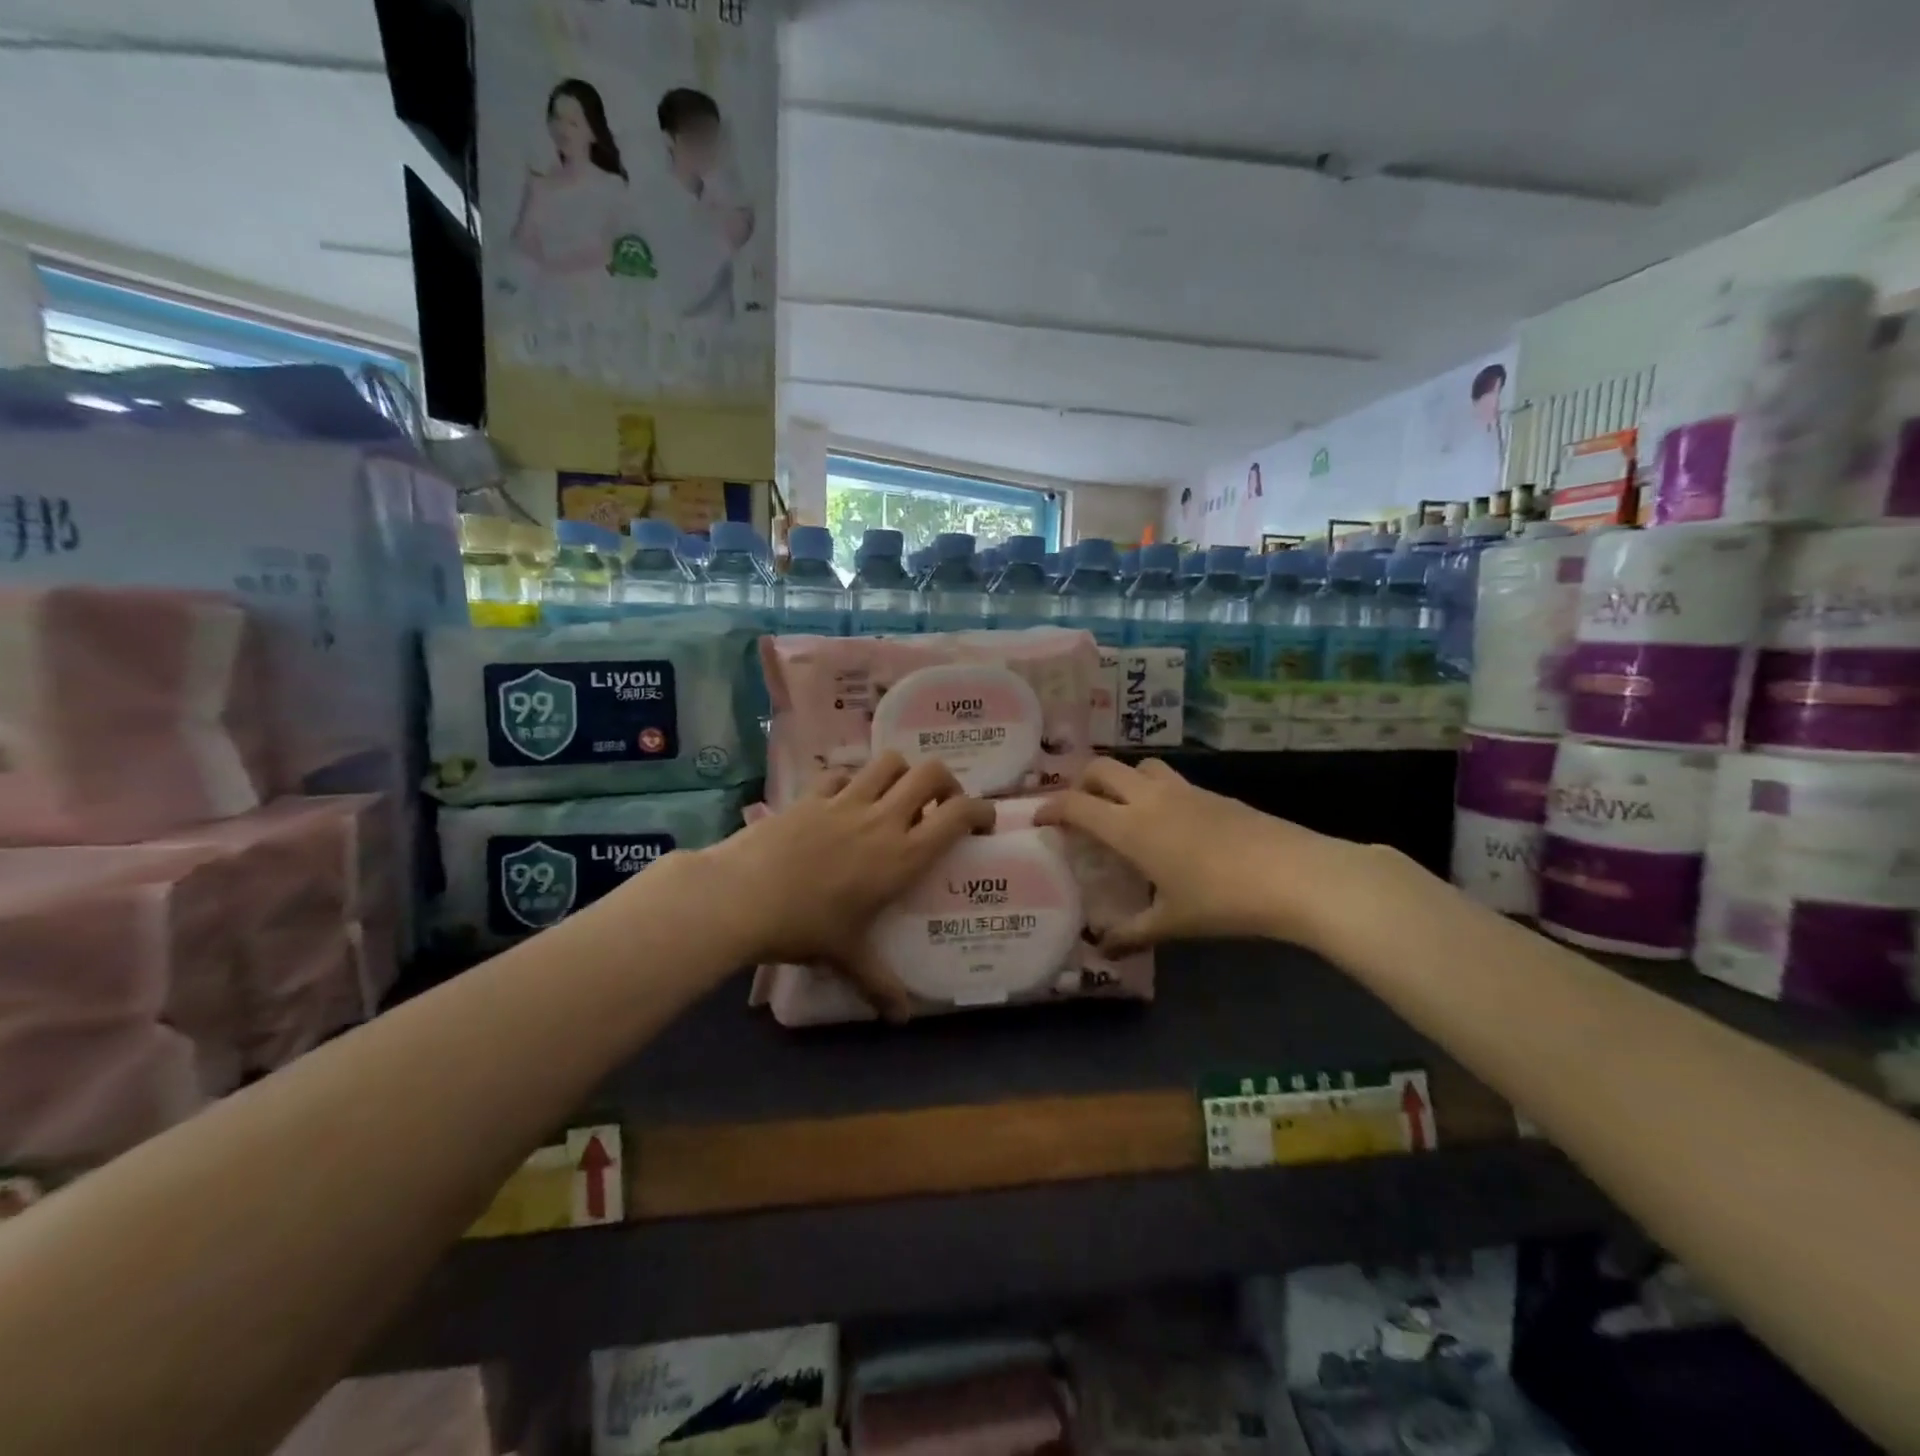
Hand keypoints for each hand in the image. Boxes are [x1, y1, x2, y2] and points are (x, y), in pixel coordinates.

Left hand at [695, 752, 994, 1016]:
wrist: (742, 897)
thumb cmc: (805, 927)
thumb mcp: (847, 956)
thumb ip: (879, 984)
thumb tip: (899, 1018)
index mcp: (903, 855)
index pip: (958, 814)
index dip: (981, 811)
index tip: (983, 823)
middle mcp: (882, 819)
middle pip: (931, 773)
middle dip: (947, 781)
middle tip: (941, 805)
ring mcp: (845, 800)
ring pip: (889, 762)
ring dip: (902, 773)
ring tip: (897, 795)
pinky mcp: (812, 794)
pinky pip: (843, 773)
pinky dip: (853, 780)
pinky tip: (846, 799)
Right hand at [1034, 758, 1384, 955]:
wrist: (1294, 875)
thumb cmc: (1222, 900)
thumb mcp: (1172, 923)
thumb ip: (1131, 934)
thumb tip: (1102, 950)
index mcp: (1130, 827)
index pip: (1076, 804)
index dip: (1050, 808)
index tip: (1038, 820)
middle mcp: (1150, 798)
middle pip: (1103, 768)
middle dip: (1082, 782)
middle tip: (1079, 808)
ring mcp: (1185, 790)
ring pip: (1140, 766)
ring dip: (1122, 778)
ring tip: (1123, 807)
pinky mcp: (1214, 793)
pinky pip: (1171, 780)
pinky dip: (1155, 790)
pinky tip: (1170, 822)